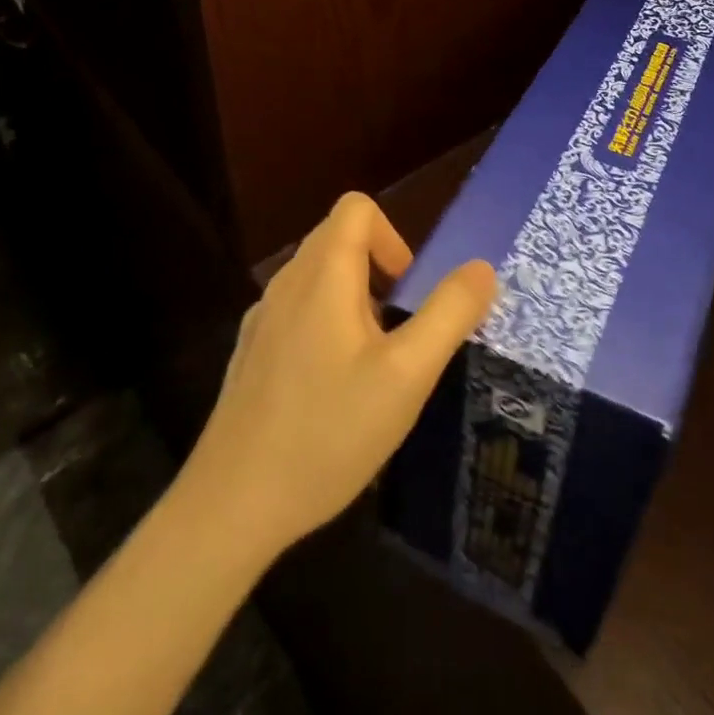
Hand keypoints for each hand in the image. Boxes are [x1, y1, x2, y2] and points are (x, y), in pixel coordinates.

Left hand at [181, 192, 497, 559]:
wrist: (231, 506)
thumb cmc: (328, 432)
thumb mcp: (407, 375)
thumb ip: (450, 313)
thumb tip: (482, 268)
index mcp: (323, 274)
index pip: (357, 207)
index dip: (392, 236)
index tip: (407, 291)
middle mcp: (287, 283)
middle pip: (337, 238)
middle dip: (378, 269)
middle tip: (398, 330)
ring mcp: (263, 319)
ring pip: (317, 277)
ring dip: (354, 299)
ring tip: (371, 364)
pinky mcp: (251, 353)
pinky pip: (298, 311)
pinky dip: (325, 325)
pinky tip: (332, 391)